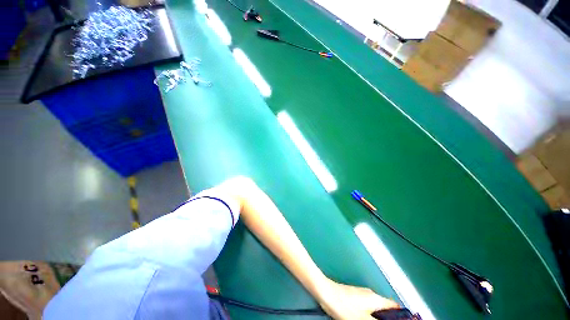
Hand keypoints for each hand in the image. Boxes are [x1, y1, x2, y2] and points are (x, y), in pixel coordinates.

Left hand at [317, 279, 399, 319]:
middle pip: (385, 308)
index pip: (394, 306)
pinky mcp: (353, 296)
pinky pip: (366, 307)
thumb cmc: (344, 306)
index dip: (401, 316)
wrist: (326, 293)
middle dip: (387, 319)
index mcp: (375, 299)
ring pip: (375, 308)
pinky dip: (368, 315)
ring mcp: (361, 294)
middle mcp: (370, 295)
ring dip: (377, 318)